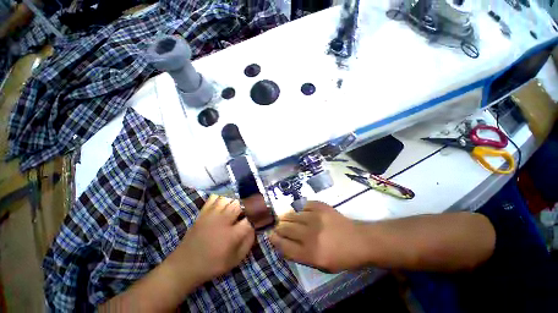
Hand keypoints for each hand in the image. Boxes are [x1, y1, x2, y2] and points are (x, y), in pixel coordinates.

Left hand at [168, 195, 254, 284]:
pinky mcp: (203, 212)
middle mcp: (222, 221)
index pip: (250, 219)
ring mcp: (211, 214)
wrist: (185, 265)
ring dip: (237, 198)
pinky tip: (228, 198)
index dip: (258, 215)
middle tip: (253, 204)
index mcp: (231, 235)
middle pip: (239, 204)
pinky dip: (223, 195)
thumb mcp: (234, 260)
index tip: (263, 213)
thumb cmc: (212, 265)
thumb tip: (255, 227)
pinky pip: (215, 197)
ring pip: (228, 198)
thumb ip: (248, 243)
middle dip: (249, 203)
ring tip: (241, 201)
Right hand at [269, 201, 367, 272]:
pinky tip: (301, 213)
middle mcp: (310, 234)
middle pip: (285, 228)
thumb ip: (300, 255)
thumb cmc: (341, 257)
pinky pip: (303, 206)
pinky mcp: (320, 206)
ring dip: (287, 218)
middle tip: (279, 227)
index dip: (274, 240)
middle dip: (279, 228)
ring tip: (287, 219)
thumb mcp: (320, 265)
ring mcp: (315, 217)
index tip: (270, 236)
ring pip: (292, 215)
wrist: (359, 240)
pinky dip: (300, 209)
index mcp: (310, 254)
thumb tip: (283, 243)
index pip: (284, 245)